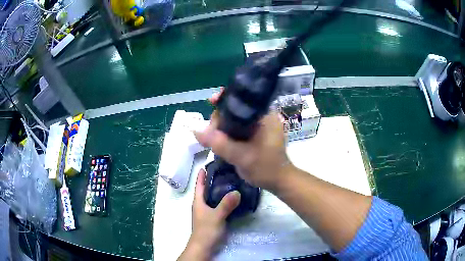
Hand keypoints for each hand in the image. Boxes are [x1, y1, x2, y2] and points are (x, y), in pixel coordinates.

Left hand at [179, 169, 240, 260]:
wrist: (204, 246)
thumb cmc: (206, 230)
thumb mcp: (216, 216)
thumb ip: (226, 204)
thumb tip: (237, 192)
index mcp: (198, 202)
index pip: (199, 185)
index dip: (202, 175)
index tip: (208, 164)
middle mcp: (201, 205)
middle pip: (206, 190)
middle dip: (213, 180)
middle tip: (225, 172)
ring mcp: (206, 212)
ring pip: (212, 198)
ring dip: (219, 190)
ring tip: (231, 183)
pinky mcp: (212, 219)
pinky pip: (217, 205)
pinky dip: (223, 200)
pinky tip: (232, 200)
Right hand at [194, 89, 291, 190]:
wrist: (278, 181)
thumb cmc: (266, 168)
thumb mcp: (242, 156)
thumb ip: (219, 143)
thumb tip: (196, 130)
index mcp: (265, 115)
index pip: (243, 99)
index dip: (225, 99)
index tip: (211, 102)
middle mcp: (262, 117)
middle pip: (235, 109)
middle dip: (220, 118)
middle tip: (211, 133)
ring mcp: (258, 126)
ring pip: (234, 120)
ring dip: (221, 127)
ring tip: (212, 138)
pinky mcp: (254, 135)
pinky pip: (237, 129)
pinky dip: (227, 133)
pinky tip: (219, 140)